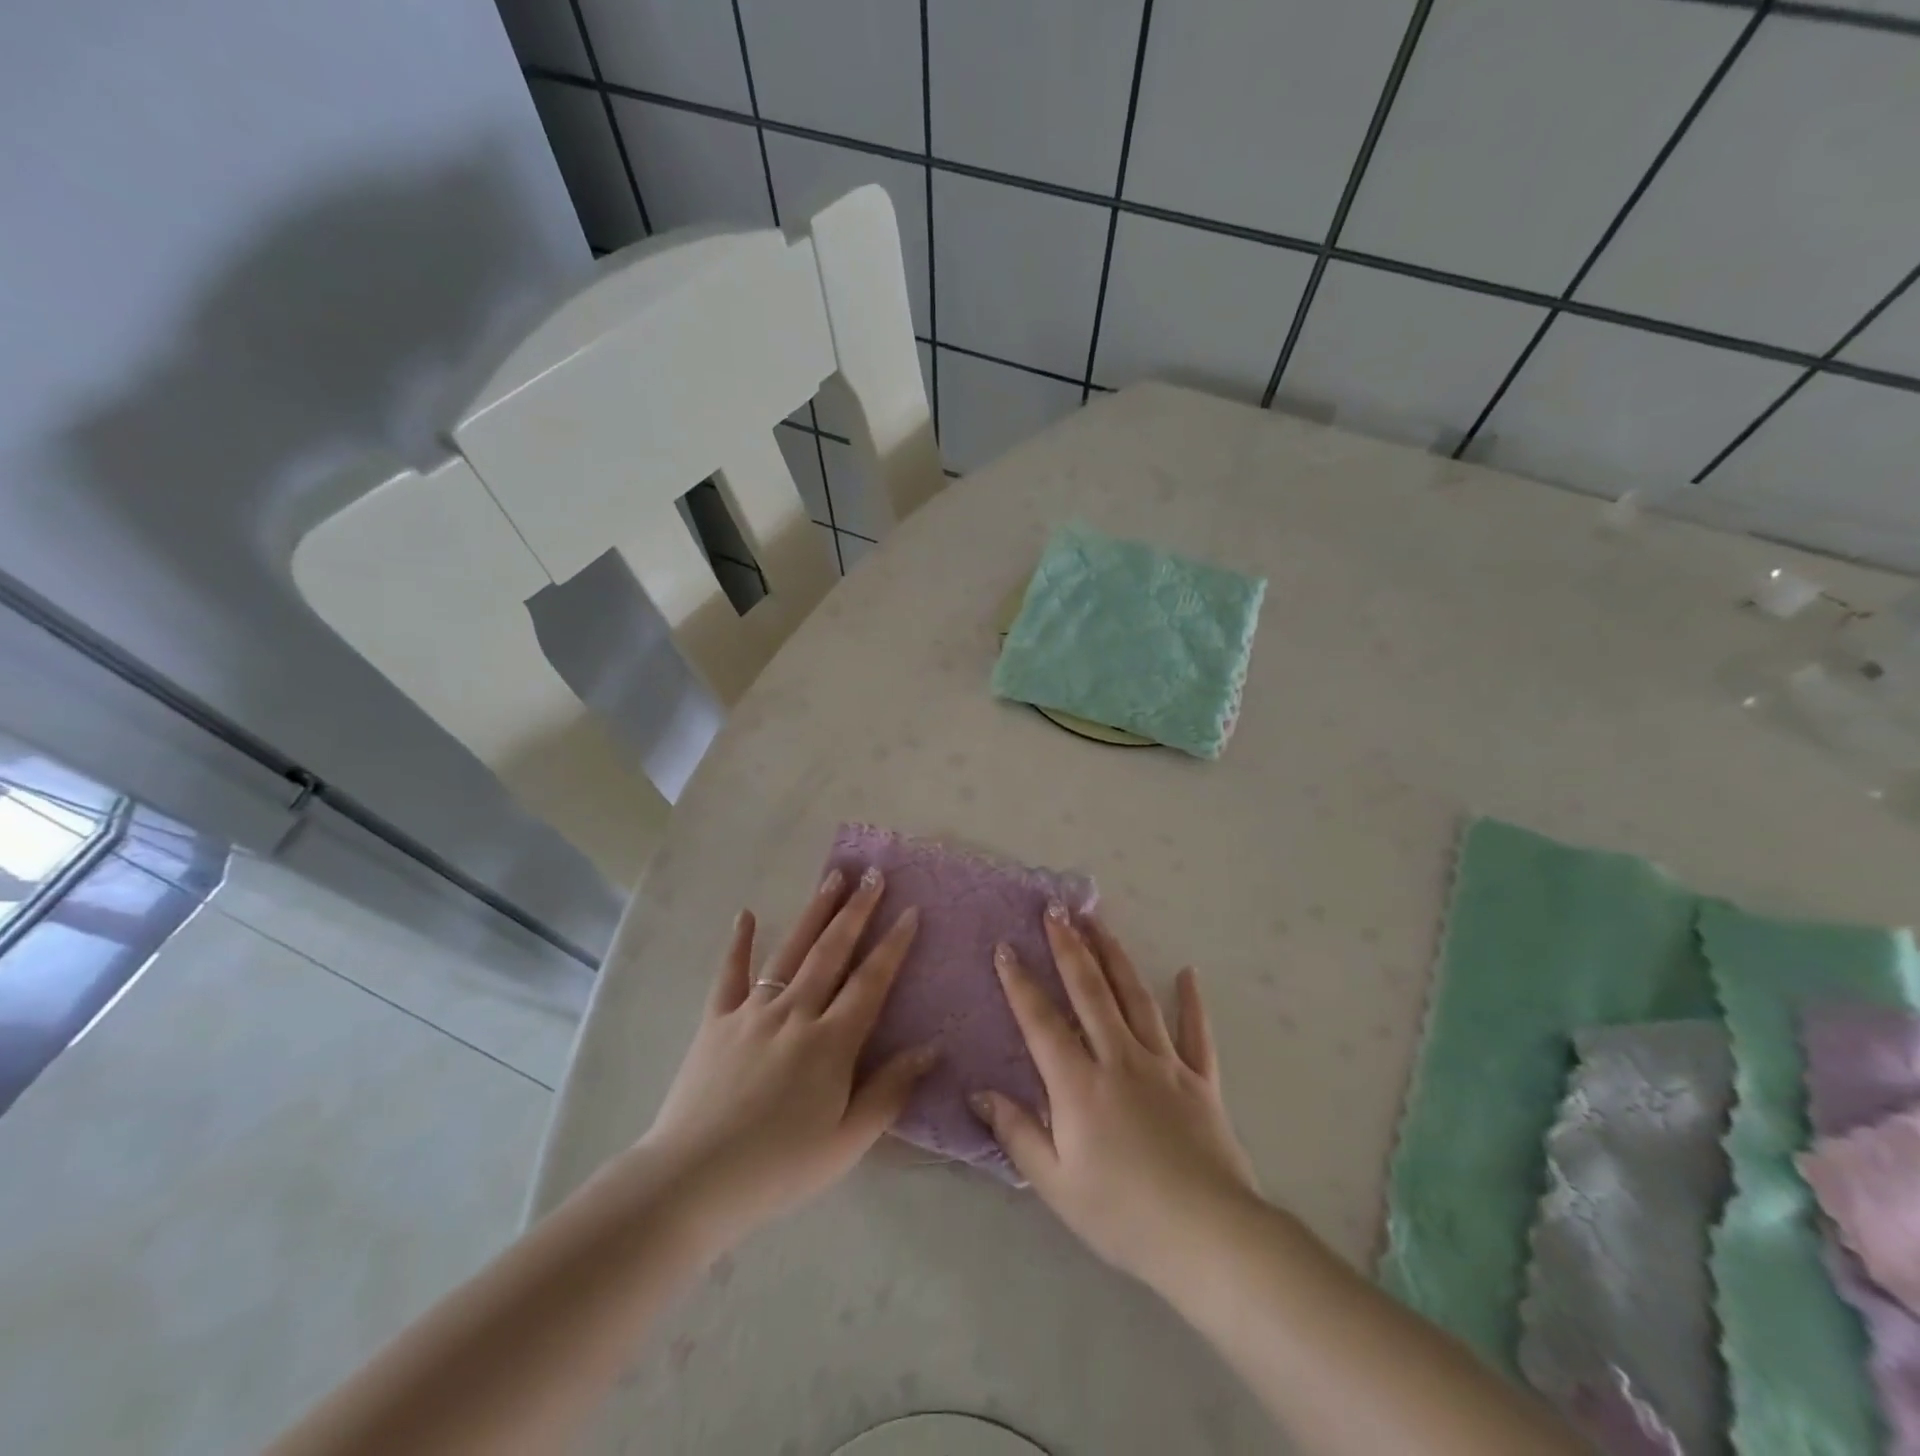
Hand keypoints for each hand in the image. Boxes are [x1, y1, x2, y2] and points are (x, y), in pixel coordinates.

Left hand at [636, 867, 937, 1242]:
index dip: (893, 945)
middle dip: (857, 910)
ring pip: (790, 951)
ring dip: (814, 912)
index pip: (870, 982)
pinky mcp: (715, 1021)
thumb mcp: (846, 1142)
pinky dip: (737, 943)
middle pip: (832, 952)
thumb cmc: (778, 1167)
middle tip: (873, 874)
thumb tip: (931, 1049)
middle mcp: (795, 1013)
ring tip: (832, 877)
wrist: (692, 1181)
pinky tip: (744, 914)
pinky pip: (729, 974)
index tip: (910, 911)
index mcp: (831, 1042)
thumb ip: (889, 1091)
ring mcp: (752, 1012)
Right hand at [970, 906, 1258, 1291]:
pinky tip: (1187, 972)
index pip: (1042, 1021)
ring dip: (1114, 956)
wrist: (1208, 1238)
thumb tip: (979, 1093)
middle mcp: (1120, 1059)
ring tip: (1099, 922)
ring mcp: (1165, 1065)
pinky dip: (1192, 1001)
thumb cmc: (1123, 1215)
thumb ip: (1017, 1133)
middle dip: (1069, 947)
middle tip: (1056, 910)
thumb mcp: (1056, 1184)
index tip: (1006, 947)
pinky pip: (1197, 1033)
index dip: (1020, 983)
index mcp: (1079, 1085)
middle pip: (1090, 991)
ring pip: (1135, 997)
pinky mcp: (1201, 1080)